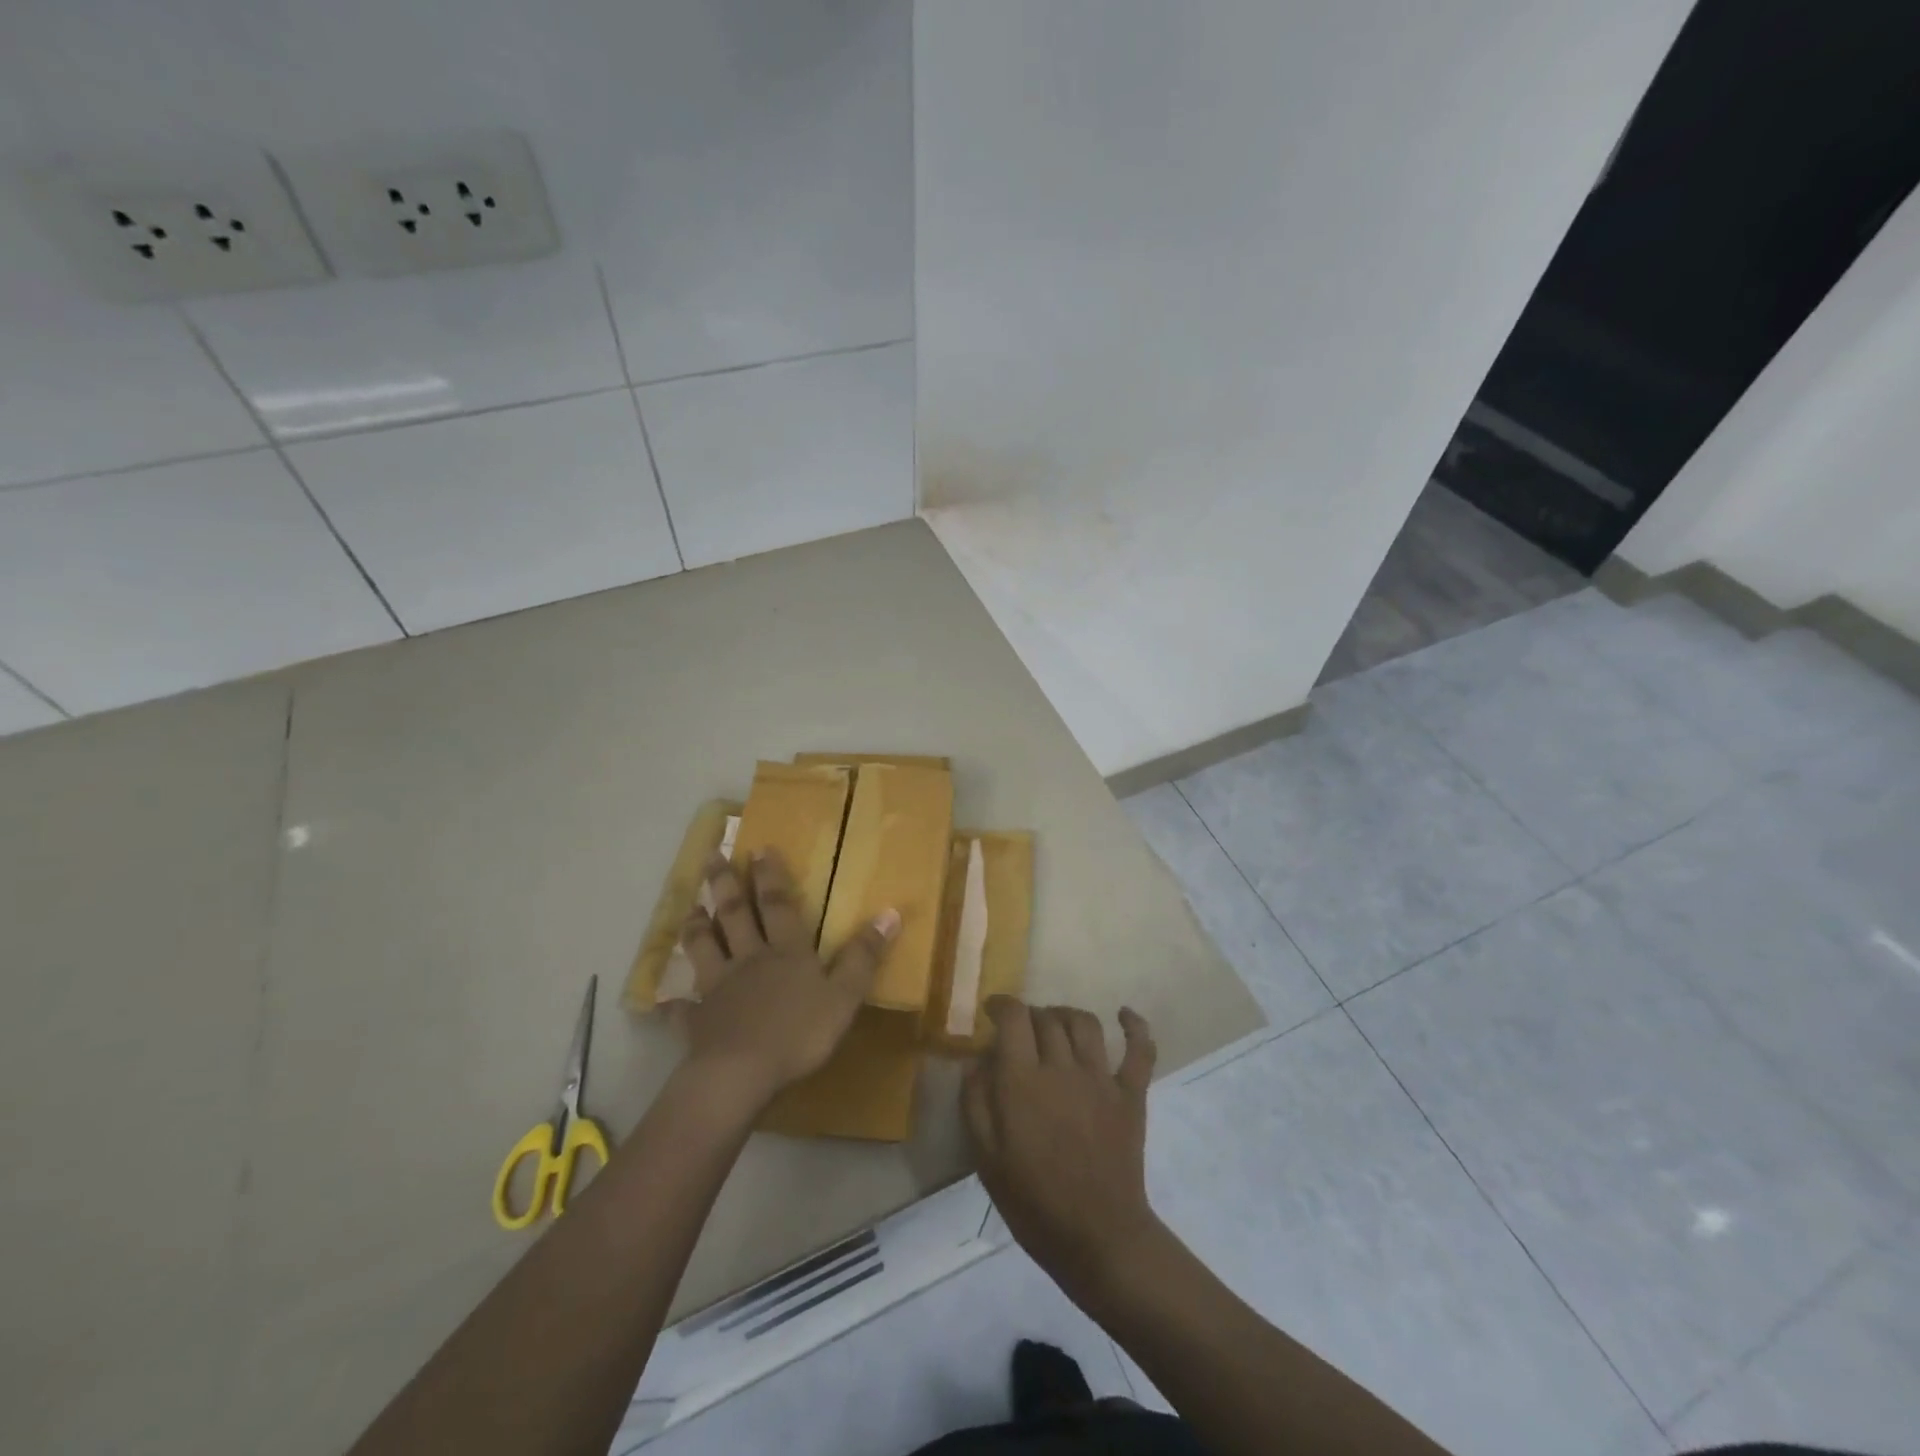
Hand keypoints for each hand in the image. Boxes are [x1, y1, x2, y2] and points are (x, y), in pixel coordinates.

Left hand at [677, 850, 898, 1105]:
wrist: (741, 1074)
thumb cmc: (799, 1033)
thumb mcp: (844, 995)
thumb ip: (864, 956)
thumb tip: (889, 912)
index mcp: (785, 952)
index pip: (777, 905)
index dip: (770, 876)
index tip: (758, 848)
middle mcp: (748, 960)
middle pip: (735, 915)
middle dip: (726, 884)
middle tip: (713, 856)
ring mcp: (717, 988)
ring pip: (704, 949)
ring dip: (697, 927)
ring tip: (691, 908)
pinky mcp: (697, 1020)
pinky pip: (681, 1009)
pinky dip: (672, 1004)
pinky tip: (664, 1002)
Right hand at [963, 998, 1164, 1306]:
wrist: (1098, 1239)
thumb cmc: (1034, 1202)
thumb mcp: (986, 1157)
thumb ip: (976, 1101)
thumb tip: (975, 1058)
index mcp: (1023, 1081)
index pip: (1013, 1017)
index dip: (1001, 1004)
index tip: (993, 1010)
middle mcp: (1062, 1067)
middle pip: (1047, 1017)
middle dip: (1030, 1015)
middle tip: (1020, 1032)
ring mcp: (1101, 1078)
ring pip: (1085, 1023)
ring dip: (1066, 1015)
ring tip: (1056, 1025)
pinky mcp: (1131, 1094)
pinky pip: (1139, 1049)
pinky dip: (1135, 1026)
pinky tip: (1124, 1014)